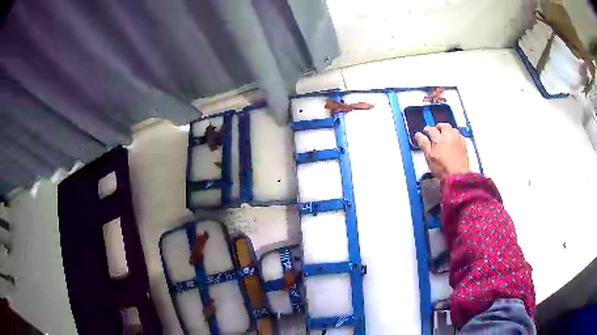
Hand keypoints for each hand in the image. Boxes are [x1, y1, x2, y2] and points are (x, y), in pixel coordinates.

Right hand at [415, 123, 469, 178]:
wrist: (457, 176)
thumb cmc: (442, 169)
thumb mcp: (429, 157)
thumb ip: (423, 144)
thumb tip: (418, 135)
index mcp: (439, 139)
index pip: (431, 129)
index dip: (426, 130)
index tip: (425, 132)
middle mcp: (449, 136)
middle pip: (443, 125)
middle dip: (438, 127)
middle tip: (435, 132)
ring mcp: (458, 139)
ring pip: (452, 129)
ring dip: (447, 130)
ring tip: (444, 136)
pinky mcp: (464, 144)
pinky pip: (459, 135)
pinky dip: (455, 136)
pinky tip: (453, 141)